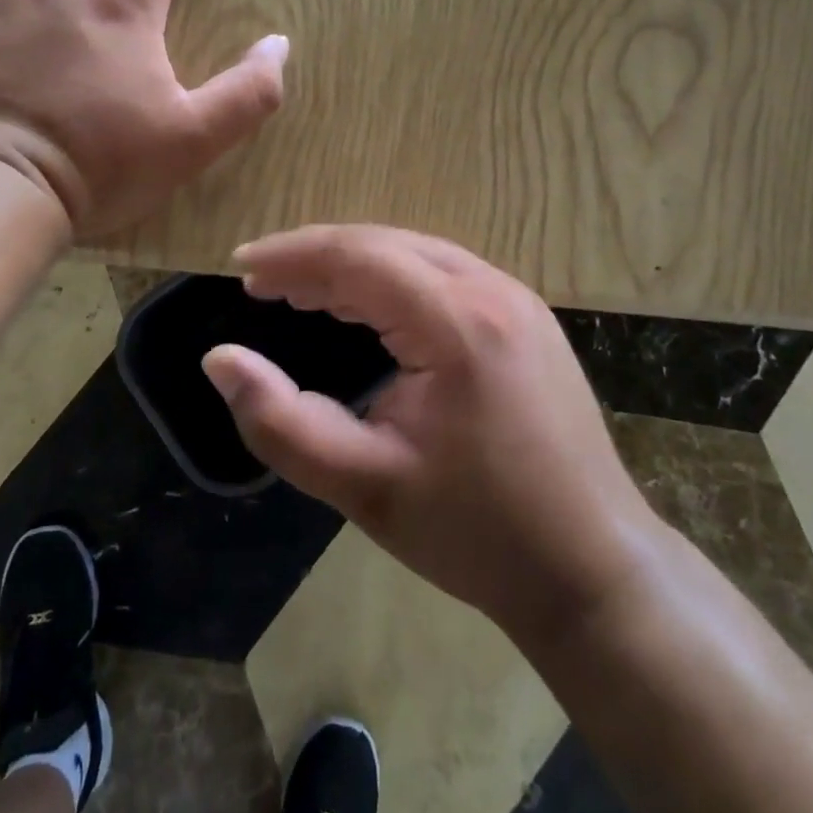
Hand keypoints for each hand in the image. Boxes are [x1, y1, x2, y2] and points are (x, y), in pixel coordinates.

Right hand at [203, 226, 657, 649]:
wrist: (593, 568)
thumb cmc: (475, 531)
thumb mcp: (364, 486)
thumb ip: (281, 422)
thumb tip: (219, 360)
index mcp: (458, 322)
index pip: (359, 256)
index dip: (293, 255)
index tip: (242, 266)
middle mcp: (492, 290)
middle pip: (387, 244)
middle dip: (318, 256)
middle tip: (263, 282)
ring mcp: (518, 300)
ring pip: (417, 254)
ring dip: (354, 265)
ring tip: (300, 290)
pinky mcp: (527, 319)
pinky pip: (444, 275)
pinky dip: (392, 280)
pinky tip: (365, 306)